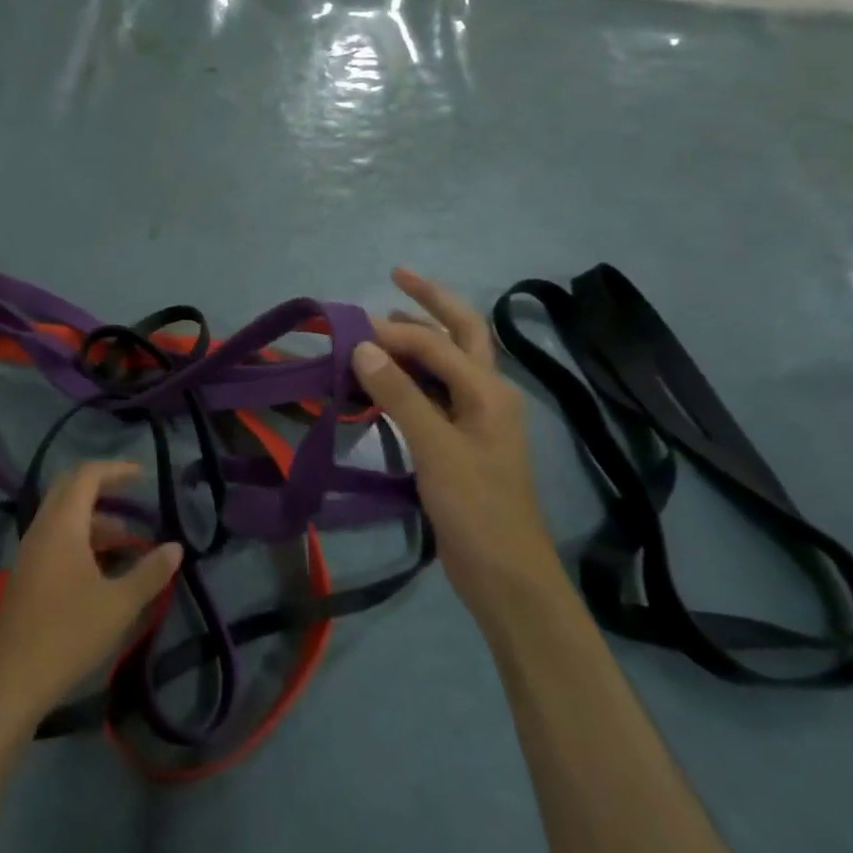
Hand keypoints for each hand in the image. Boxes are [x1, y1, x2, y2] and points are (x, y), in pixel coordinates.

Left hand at [0, 462, 183, 731]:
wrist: (11, 680)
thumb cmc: (68, 634)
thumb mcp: (119, 604)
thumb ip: (150, 572)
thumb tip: (176, 547)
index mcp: (62, 525)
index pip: (86, 476)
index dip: (116, 470)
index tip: (144, 476)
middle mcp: (42, 529)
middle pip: (69, 489)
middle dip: (103, 487)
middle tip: (133, 497)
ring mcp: (29, 552)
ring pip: (62, 516)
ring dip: (93, 518)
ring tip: (128, 540)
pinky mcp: (26, 574)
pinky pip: (55, 538)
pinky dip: (80, 538)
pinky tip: (102, 567)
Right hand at [353, 268, 564, 619]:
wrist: (505, 575)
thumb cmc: (476, 509)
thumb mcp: (436, 449)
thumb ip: (400, 395)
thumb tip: (362, 347)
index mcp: (488, 391)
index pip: (435, 344)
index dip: (391, 333)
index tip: (347, 329)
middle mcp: (487, 395)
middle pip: (462, 333)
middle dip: (431, 302)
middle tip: (396, 276)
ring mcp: (475, 418)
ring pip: (447, 362)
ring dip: (420, 337)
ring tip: (383, 322)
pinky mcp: (460, 441)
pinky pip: (434, 393)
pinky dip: (410, 375)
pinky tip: (384, 379)